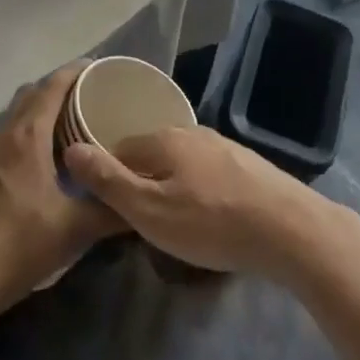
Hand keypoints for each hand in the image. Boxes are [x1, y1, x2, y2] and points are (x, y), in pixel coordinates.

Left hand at [0, 64, 123, 319]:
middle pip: (32, 94)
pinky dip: (29, 133)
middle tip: (90, 97)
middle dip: (59, 87)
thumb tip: (143, 200)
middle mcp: (5, 136)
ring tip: (72, 125)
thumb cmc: (20, 245)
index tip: (99, 68)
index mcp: (28, 137)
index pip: (52, 86)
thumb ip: (112, 209)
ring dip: (42, 110)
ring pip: (17, 115)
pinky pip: (9, 137)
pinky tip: (46, 160)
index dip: (75, 71)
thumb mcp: (75, 229)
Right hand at [63, 125, 341, 278]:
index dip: (107, 178)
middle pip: (150, 153)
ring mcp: (222, 145)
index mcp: (162, 138)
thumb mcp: (149, 210)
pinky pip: (206, 172)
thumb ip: (109, 181)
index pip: (117, 149)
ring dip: (170, 187)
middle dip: (140, 182)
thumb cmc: (211, 223)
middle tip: (139, 222)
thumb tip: (71, 149)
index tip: (106, 209)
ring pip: (180, 163)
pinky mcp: (245, 164)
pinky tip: (206, 215)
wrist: (288, 228)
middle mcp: (191, 131)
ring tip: (172, 223)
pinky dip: (197, 190)